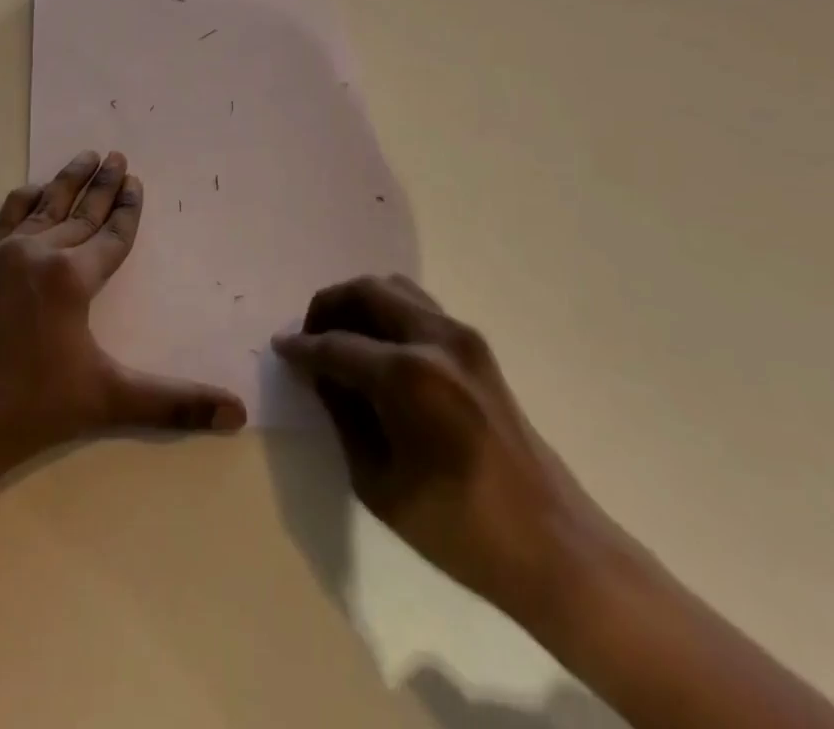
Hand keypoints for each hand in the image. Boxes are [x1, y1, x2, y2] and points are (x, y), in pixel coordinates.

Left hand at [0, 150, 245, 500]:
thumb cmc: (29, 410)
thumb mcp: (106, 400)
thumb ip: (173, 402)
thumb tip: (239, 413)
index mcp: (72, 278)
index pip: (111, 234)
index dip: (128, 208)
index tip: (136, 180)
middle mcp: (39, 253)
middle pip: (81, 211)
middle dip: (102, 184)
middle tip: (116, 155)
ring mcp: (1, 254)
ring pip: (44, 206)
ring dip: (67, 181)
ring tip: (85, 157)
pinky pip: (6, 218)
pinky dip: (25, 200)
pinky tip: (32, 190)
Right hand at [273, 275, 619, 629]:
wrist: (553, 545)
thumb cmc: (459, 528)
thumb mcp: (379, 483)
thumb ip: (343, 416)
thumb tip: (321, 374)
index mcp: (407, 376)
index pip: (336, 345)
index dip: (302, 348)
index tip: (280, 349)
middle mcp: (434, 339)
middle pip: (365, 291)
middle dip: (328, 306)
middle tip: (309, 337)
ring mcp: (461, 336)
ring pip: (394, 288)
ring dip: (359, 303)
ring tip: (341, 338)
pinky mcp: (477, 345)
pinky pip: (419, 306)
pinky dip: (388, 311)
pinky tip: (377, 347)